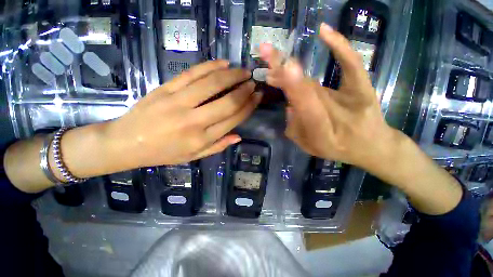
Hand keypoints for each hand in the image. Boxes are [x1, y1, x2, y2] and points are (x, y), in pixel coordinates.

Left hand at [106, 60, 261, 167]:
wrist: (127, 143)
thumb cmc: (164, 153)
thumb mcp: (194, 156)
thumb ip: (218, 146)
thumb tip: (238, 136)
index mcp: (202, 138)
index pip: (233, 118)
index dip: (248, 106)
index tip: (257, 97)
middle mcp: (194, 120)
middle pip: (227, 102)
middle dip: (244, 90)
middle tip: (253, 83)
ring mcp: (178, 102)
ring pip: (212, 84)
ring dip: (232, 75)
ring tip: (243, 71)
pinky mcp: (166, 89)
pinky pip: (192, 73)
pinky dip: (210, 66)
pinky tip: (223, 63)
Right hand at [259, 23, 396, 169]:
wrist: (371, 146)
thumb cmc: (336, 148)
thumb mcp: (309, 147)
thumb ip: (294, 130)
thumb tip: (288, 106)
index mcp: (322, 133)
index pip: (307, 107)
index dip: (295, 88)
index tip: (280, 70)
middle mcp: (336, 114)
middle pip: (306, 89)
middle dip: (284, 72)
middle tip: (266, 54)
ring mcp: (352, 98)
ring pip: (314, 81)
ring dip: (292, 68)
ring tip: (273, 57)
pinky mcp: (362, 86)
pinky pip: (350, 64)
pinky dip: (339, 47)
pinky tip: (324, 31)